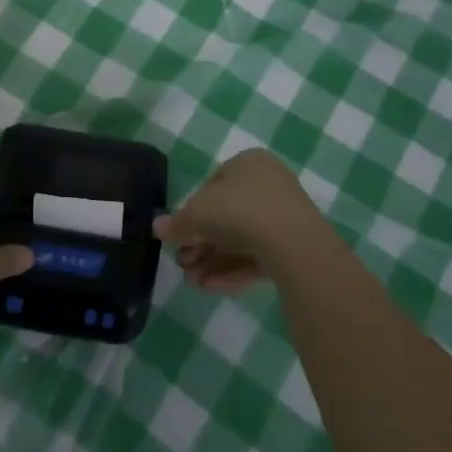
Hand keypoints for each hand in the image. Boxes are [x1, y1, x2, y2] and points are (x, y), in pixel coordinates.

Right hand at [156, 148, 336, 292]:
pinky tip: (211, 288)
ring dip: (212, 261)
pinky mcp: (294, 247)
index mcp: (248, 163)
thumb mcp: (197, 214)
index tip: (179, 236)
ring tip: (192, 283)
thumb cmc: (239, 211)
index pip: (212, 185)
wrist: (293, 243)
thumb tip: (157, 227)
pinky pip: (257, 256)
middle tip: (183, 263)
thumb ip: (177, 223)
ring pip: (241, 239)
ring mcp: (284, 217)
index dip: (191, 212)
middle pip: (226, 215)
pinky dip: (233, 270)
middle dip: (201, 243)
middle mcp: (268, 184)